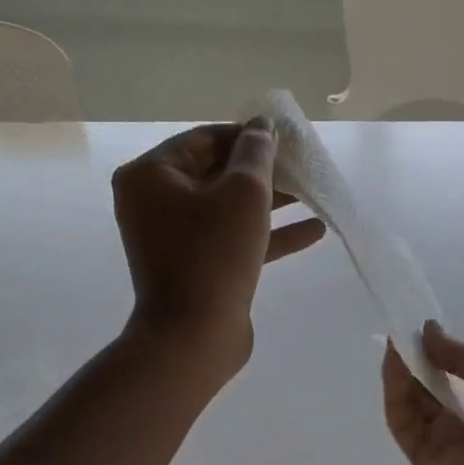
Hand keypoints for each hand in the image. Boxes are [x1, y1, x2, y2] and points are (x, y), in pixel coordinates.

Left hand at [113, 121, 325, 381]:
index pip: (205, 139)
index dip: (248, 136)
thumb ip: (257, 154)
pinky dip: (268, 235)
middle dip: (263, 171)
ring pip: (228, 209)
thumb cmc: (214, 256)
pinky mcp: (197, 268)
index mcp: (151, 175)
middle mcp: (155, 203)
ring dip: (271, 203)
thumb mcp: (244, 194)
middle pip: (216, 173)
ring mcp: (175, 239)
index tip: (287, 139)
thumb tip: (263, 127)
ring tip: (312, 195)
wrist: (195, 337)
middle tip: (302, 166)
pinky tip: (312, 231)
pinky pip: (233, 240)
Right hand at [382, 322, 463, 464]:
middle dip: (419, 358)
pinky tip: (394, 367)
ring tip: (394, 342)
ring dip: (403, 371)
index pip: (462, 372)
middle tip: (400, 330)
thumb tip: (428, 331)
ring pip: (415, 401)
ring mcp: (446, 442)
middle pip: (434, 384)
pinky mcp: (424, 460)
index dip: (443, 349)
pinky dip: (395, 394)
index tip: (422, 327)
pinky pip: (404, 424)